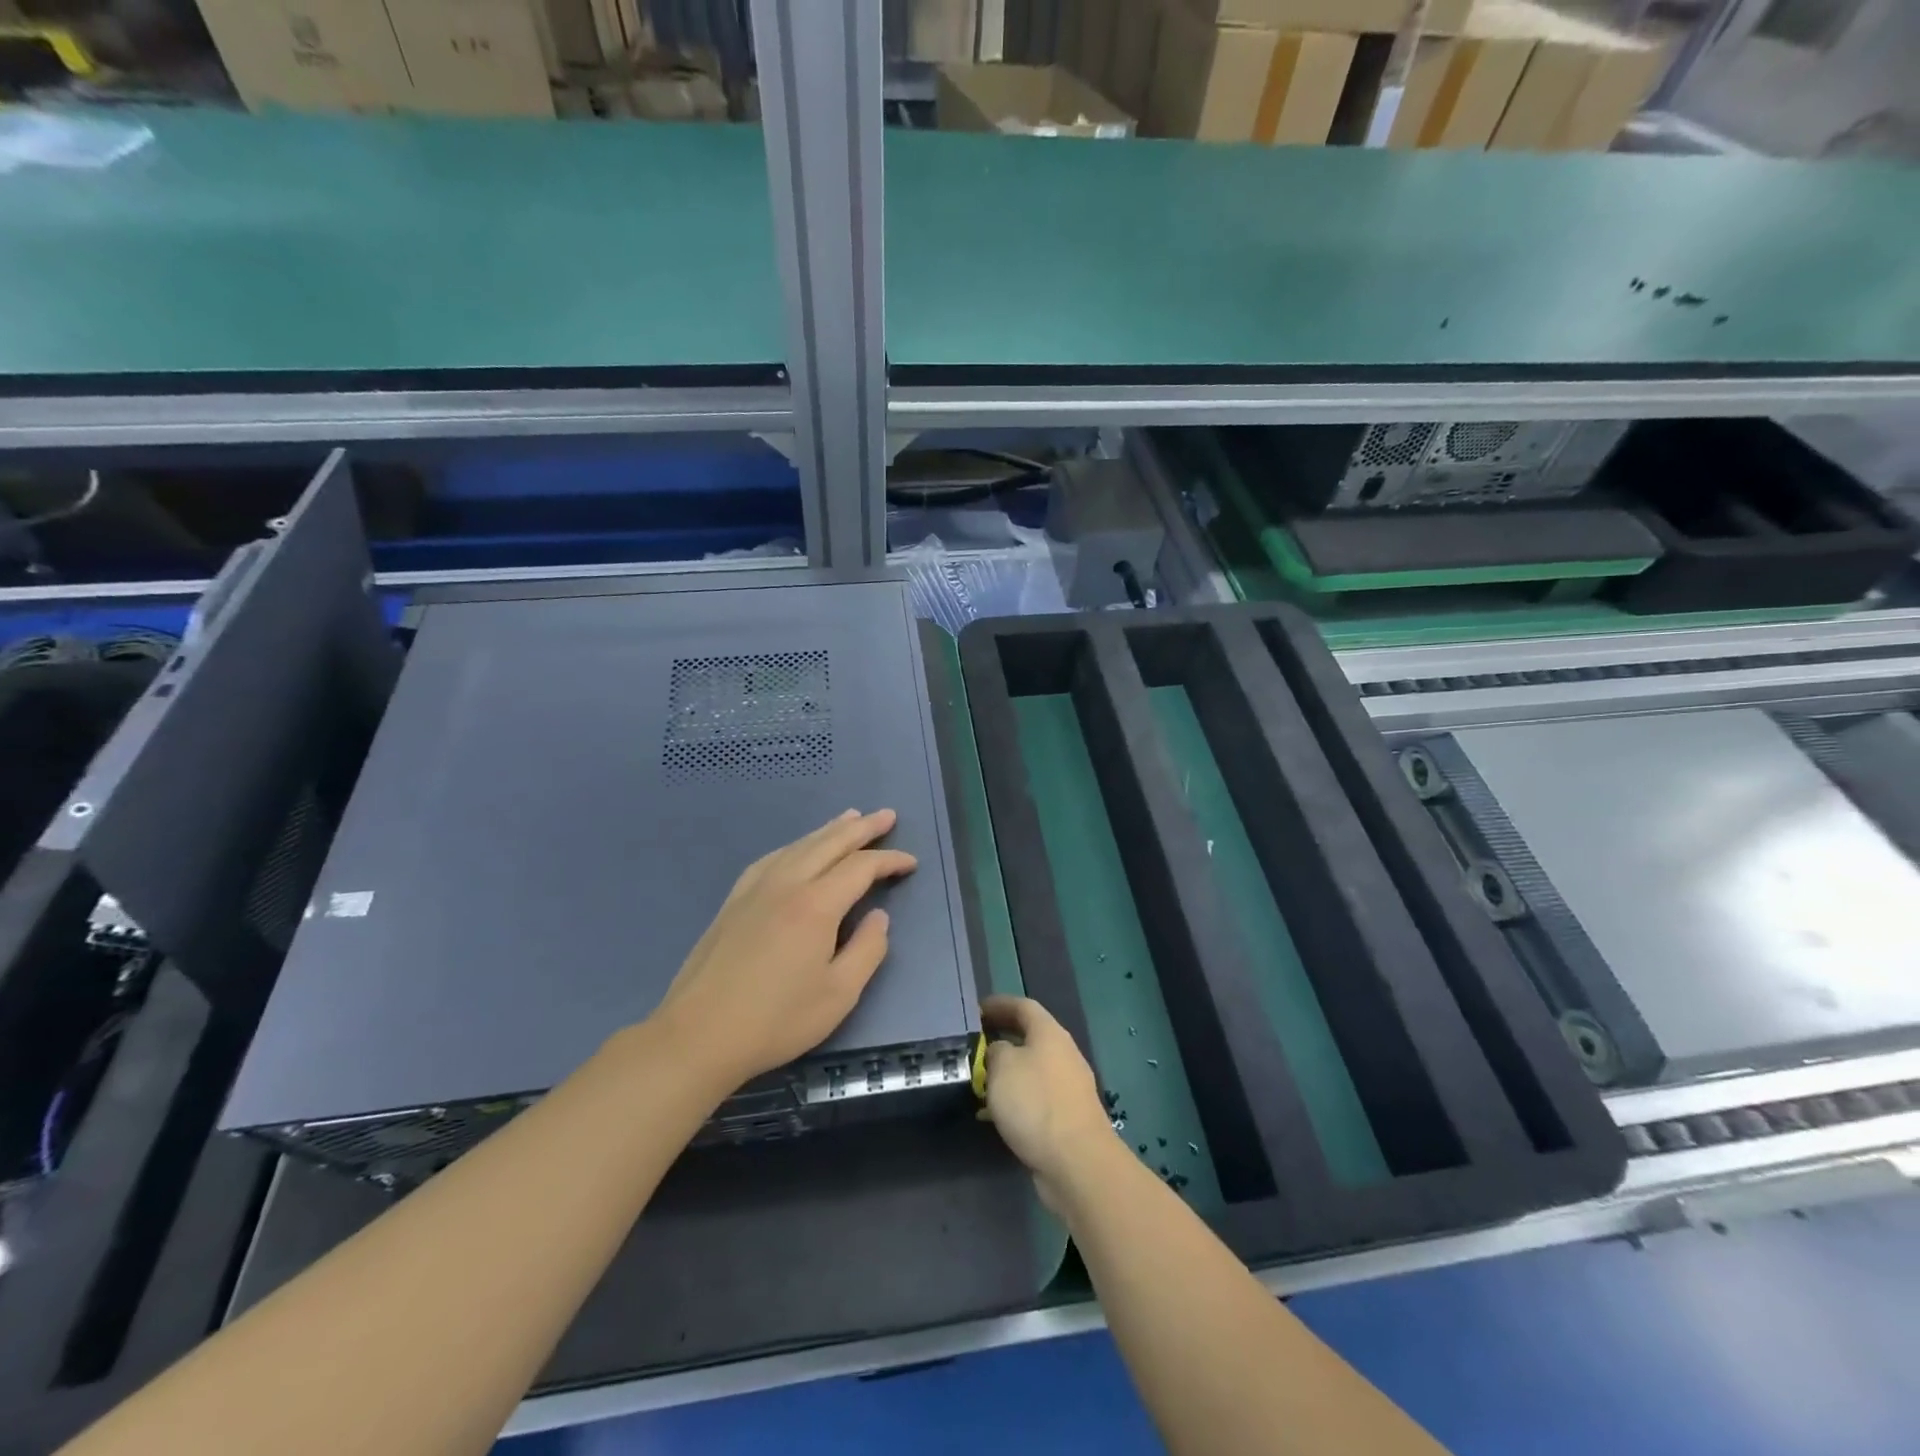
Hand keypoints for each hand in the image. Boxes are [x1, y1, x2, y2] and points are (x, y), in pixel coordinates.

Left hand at [650, 809, 916, 1090]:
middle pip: (830, 843)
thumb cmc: (776, 1020)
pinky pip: (772, 857)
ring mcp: (755, 889)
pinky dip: (796, 845)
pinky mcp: (734, 901)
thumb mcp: (839, 995)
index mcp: (816, 905)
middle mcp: (786, 884)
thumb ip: (867, 950)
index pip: (861, 867)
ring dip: (829, 830)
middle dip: (862, 828)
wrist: (698, 1034)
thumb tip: (878, 916)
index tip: (911, 862)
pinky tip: (798, 849)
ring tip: (850, 818)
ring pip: (799, 845)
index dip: (889, 860)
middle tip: (887, 815)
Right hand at [979, 995, 1115, 1210]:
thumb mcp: (1002, 1066)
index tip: (975, 1010)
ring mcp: (1067, 1087)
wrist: (1077, 1162)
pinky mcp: (1066, 1117)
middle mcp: (1062, 1054)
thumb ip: (994, 1050)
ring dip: (1005, 1072)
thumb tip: (998, 1051)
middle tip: (973, 1044)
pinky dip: (1013, 1100)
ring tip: (977, 1080)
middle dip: (1000, 1038)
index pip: (1023, 1006)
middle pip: (1029, 1037)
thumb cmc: (1036, 1103)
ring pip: (1030, 1069)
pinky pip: (1034, 1098)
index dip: (999, 1004)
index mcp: (1050, 1033)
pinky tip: (992, 1115)